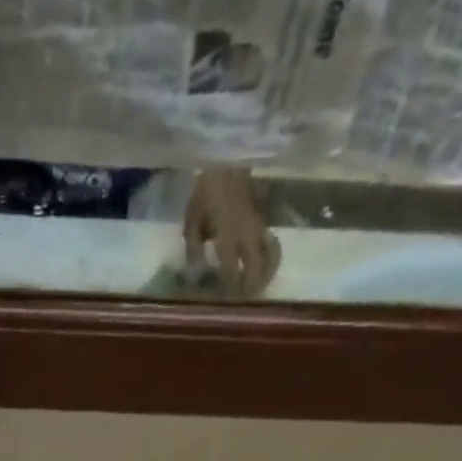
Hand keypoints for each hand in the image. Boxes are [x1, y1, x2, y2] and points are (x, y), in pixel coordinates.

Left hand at [183, 168, 280, 297]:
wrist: (227, 158)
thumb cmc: (205, 191)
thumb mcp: (192, 221)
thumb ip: (194, 248)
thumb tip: (196, 271)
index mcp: (227, 237)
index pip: (230, 272)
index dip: (228, 289)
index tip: (225, 302)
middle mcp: (246, 236)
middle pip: (255, 269)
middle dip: (251, 286)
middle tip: (244, 298)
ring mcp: (258, 227)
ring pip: (268, 257)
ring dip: (264, 274)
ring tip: (257, 287)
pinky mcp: (263, 220)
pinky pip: (270, 244)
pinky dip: (269, 257)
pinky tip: (263, 265)